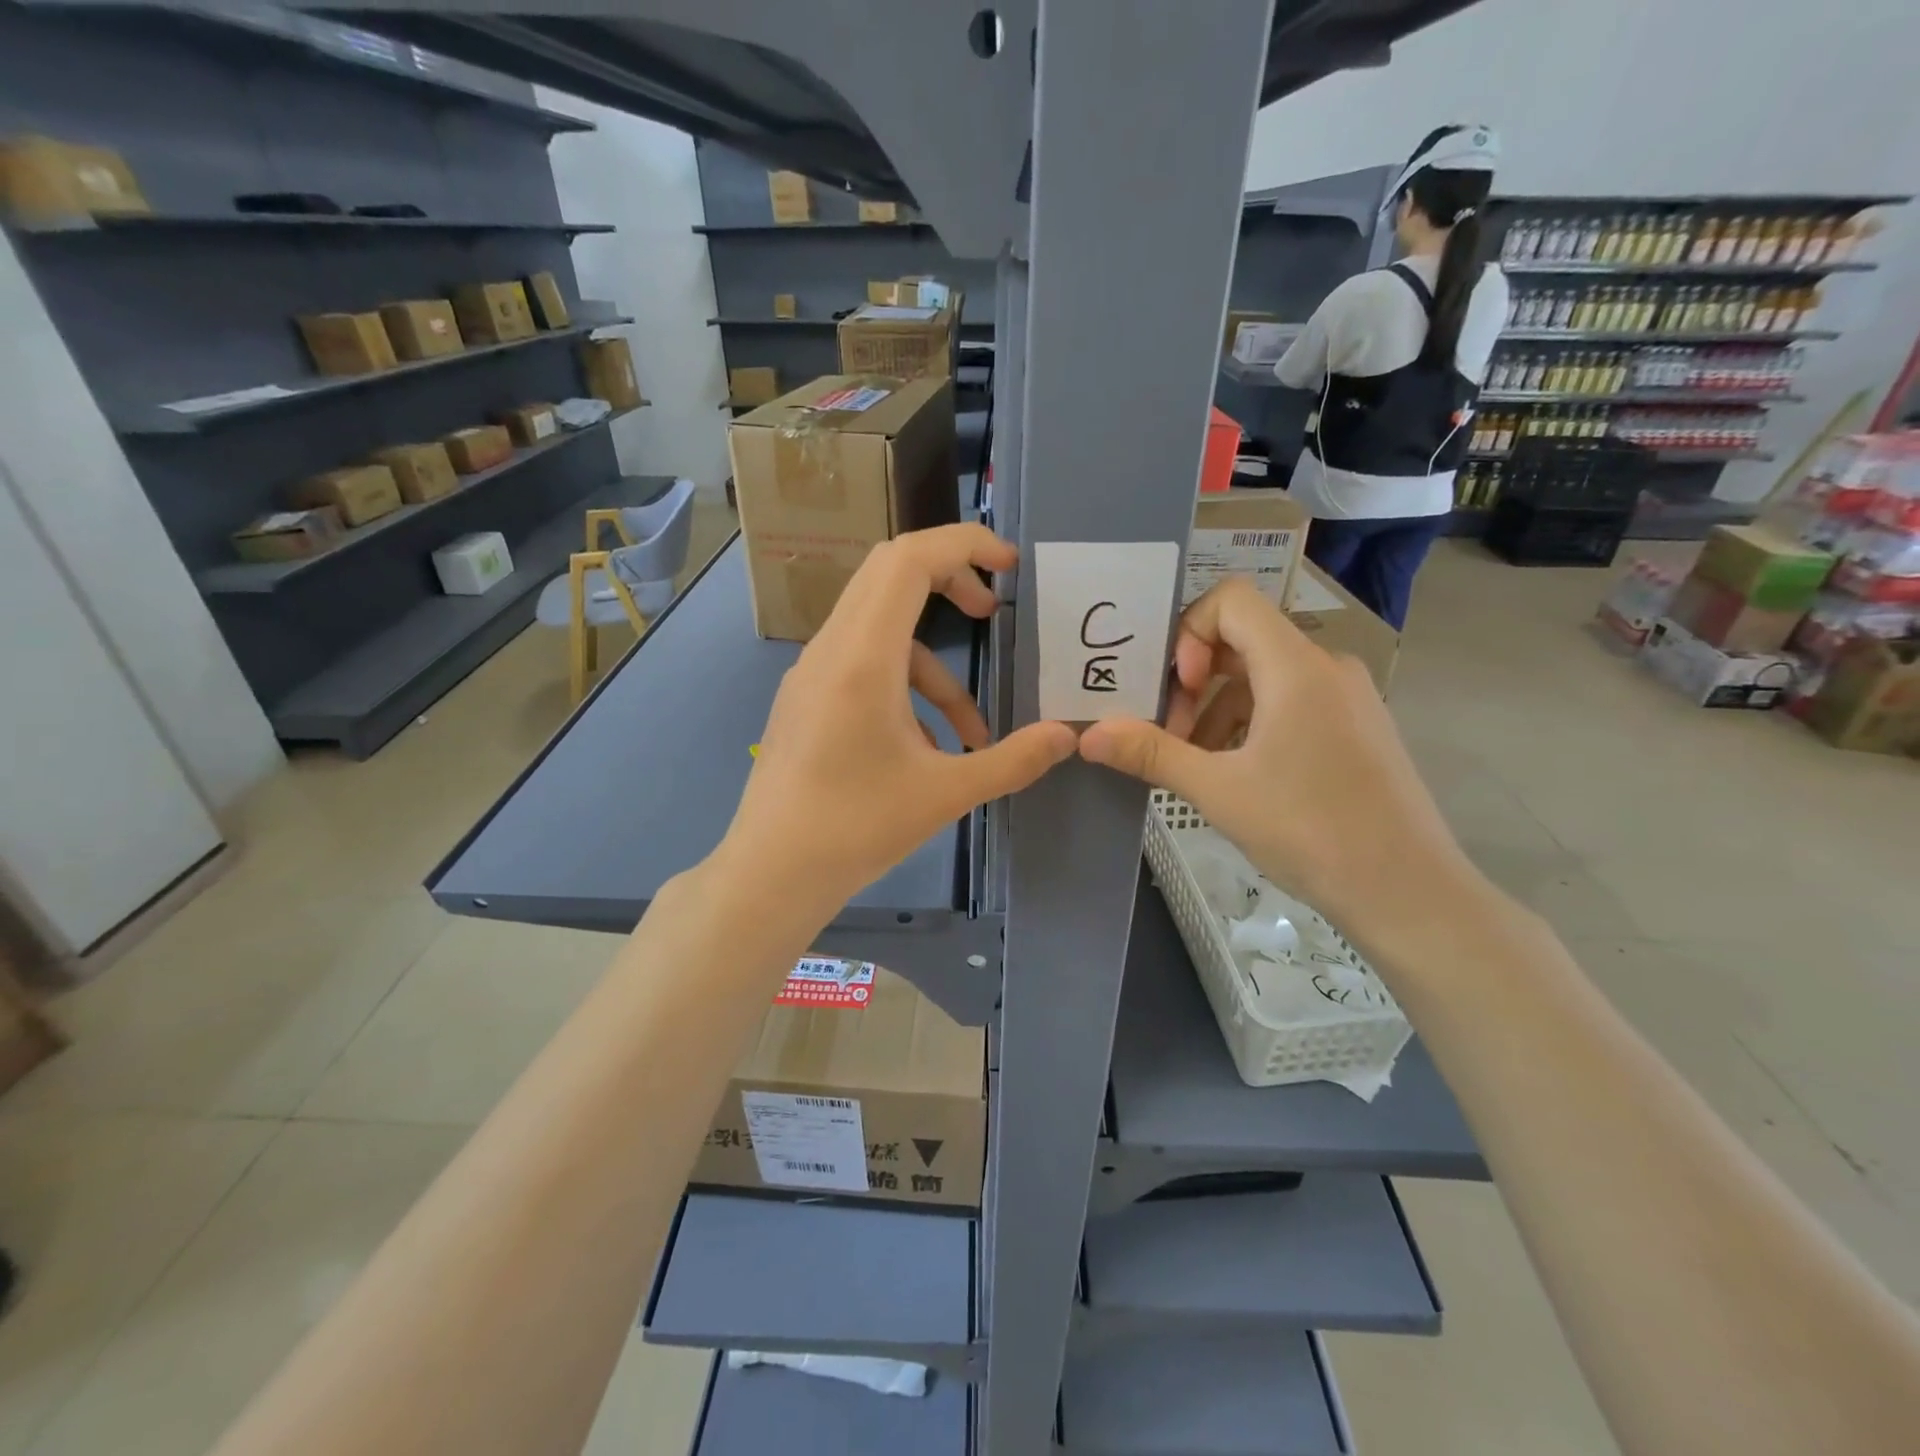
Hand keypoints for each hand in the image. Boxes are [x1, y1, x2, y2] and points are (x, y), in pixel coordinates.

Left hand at [722, 524, 1077, 915]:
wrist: (770, 874)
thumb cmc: (856, 828)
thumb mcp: (946, 794)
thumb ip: (1013, 760)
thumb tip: (1067, 736)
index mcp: (862, 656)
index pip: (909, 559)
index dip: (964, 545)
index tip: (1010, 567)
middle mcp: (831, 649)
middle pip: (890, 575)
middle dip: (950, 582)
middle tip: (993, 611)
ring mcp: (812, 673)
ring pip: (881, 632)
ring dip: (935, 670)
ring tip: (971, 736)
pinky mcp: (806, 699)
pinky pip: (862, 666)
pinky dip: (904, 690)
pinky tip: (925, 751)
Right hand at [1078, 577, 1473, 938]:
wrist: (1408, 890)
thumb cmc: (1309, 829)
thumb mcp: (1217, 790)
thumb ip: (1150, 753)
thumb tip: (1087, 736)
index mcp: (1296, 666)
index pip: (1231, 600)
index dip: (1189, 633)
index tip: (1178, 691)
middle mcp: (1327, 667)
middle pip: (1244, 641)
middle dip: (1195, 682)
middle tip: (1172, 737)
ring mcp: (1348, 697)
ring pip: (1265, 677)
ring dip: (1220, 710)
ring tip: (1199, 765)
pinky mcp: (1357, 728)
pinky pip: (1292, 703)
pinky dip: (1253, 724)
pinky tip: (1239, 776)